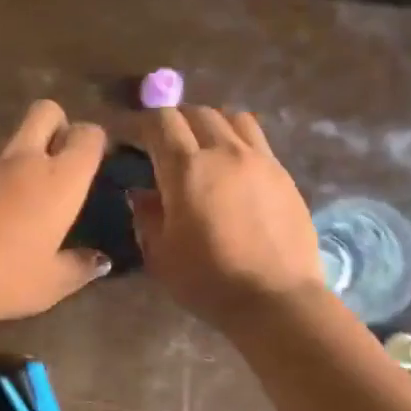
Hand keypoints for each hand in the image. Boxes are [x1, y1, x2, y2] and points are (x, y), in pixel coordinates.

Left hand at [0, 99, 109, 323]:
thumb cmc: (2, 276)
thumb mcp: (50, 284)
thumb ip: (79, 268)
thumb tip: (100, 261)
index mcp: (60, 180)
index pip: (88, 135)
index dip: (94, 143)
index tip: (93, 164)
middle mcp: (24, 159)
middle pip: (46, 110)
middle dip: (57, 124)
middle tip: (57, 159)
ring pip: (9, 134)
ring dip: (20, 150)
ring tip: (21, 189)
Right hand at [131, 107, 324, 328]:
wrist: (276, 299)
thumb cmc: (209, 282)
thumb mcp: (161, 255)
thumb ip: (147, 217)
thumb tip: (142, 193)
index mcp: (187, 168)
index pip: (159, 122)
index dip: (138, 123)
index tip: (126, 136)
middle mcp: (224, 151)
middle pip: (196, 112)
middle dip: (173, 121)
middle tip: (162, 143)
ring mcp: (260, 159)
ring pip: (232, 117)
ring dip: (210, 124)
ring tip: (202, 146)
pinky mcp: (283, 174)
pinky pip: (257, 140)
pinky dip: (237, 141)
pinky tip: (233, 168)